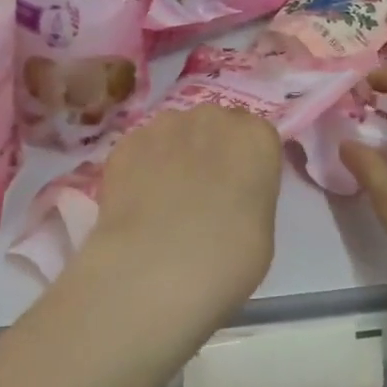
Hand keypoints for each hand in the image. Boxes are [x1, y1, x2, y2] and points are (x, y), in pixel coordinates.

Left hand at [80, 105, 282, 332]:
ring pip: (173, 133)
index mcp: (255, 136)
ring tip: (162, 201)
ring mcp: (164, 126)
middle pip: (213, 125)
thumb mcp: (260, 229)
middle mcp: (212, 118)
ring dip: (172, 155)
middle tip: (200, 194)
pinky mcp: (126, 142)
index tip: (237, 189)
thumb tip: (226, 198)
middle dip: (208, 150)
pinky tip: (136, 205)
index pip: (255, 135)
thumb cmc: (227, 258)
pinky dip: (140, 169)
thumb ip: (247, 195)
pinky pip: (140, 150)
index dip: (244, 162)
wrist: (156, 268)